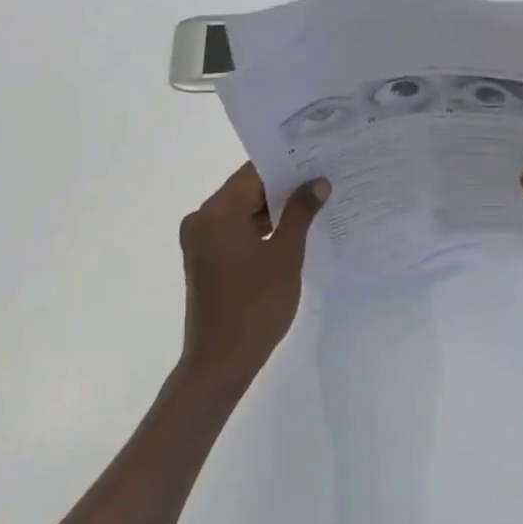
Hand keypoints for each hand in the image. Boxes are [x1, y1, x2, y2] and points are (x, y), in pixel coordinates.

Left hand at [178, 164, 328, 389]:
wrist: (220, 364)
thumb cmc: (255, 305)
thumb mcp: (286, 255)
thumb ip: (301, 212)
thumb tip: (318, 182)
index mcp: (217, 211)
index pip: (254, 172)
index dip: (286, 164)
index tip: (317, 159)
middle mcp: (202, 219)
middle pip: (247, 190)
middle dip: (283, 187)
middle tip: (321, 180)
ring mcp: (201, 241)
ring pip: (242, 211)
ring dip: (273, 209)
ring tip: (313, 203)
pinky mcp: (205, 260)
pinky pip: (235, 231)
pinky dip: (260, 229)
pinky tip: (291, 232)